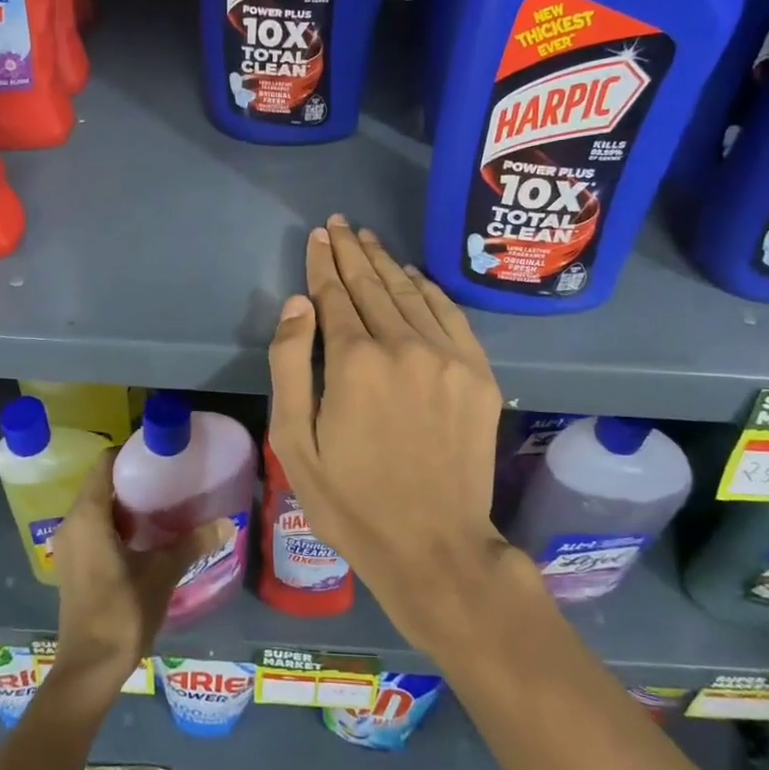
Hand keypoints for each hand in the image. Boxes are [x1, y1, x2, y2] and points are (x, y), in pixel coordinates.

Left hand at [49, 453, 230, 700]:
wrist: (89, 668)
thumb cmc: (122, 611)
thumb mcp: (163, 572)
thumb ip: (192, 543)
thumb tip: (227, 523)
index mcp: (89, 515)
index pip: (105, 464)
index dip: (130, 453)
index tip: (159, 453)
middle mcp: (72, 523)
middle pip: (101, 483)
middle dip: (132, 477)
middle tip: (168, 476)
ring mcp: (69, 546)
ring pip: (97, 507)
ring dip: (125, 502)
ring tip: (162, 501)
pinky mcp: (73, 565)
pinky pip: (93, 527)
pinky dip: (116, 522)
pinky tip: (145, 534)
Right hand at [267, 214, 515, 656]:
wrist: (433, 545)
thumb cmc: (350, 500)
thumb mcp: (294, 442)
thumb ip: (290, 364)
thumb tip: (298, 303)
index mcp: (354, 361)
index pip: (335, 295)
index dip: (323, 263)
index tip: (318, 236)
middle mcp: (403, 345)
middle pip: (373, 285)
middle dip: (352, 251)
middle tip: (340, 224)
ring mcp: (448, 358)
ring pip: (411, 294)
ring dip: (387, 263)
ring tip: (369, 239)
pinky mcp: (478, 375)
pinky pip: (450, 316)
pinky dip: (429, 290)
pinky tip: (414, 277)